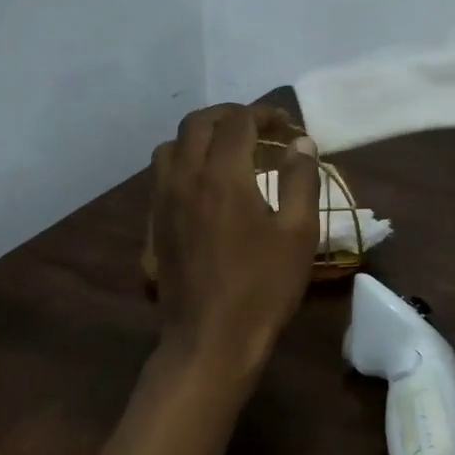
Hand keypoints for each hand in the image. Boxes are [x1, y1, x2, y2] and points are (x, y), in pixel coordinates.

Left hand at [149, 104, 320, 395]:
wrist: (210, 341)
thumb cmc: (263, 287)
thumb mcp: (298, 234)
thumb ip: (300, 180)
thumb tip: (300, 144)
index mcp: (223, 175)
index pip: (239, 121)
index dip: (265, 114)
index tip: (287, 125)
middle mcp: (185, 178)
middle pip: (198, 124)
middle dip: (229, 116)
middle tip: (258, 128)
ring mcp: (163, 202)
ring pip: (171, 147)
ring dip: (199, 137)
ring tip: (227, 152)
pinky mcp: (154, 226)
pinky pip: (161, 176)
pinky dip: (183, 164)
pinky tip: (204, 188)